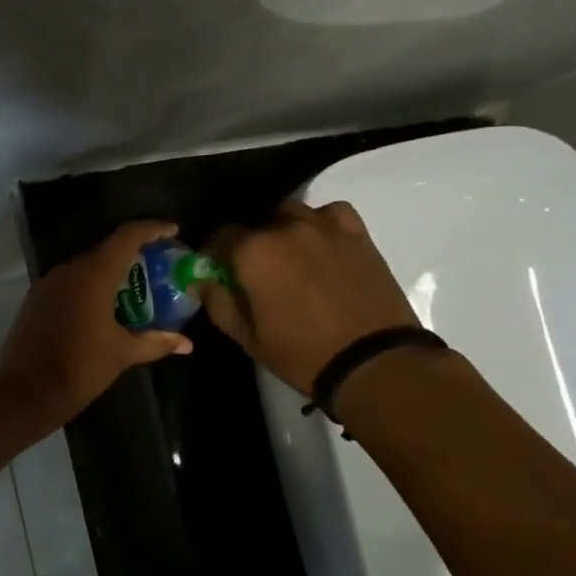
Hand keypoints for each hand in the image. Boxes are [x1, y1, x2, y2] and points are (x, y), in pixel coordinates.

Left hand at [0, 221, 193, 424]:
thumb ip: (155, 342)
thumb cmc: (80, 367)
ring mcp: (49, 283)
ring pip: (86, 266)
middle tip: (157, 267)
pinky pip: (70, 282)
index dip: (152, 229)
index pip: (127, 236)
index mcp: (93, 274)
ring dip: (110, 272)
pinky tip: (103, 306)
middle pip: (106, 249)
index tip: (173, 231)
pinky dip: (90, 286)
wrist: (25, 390)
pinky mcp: (36, 299)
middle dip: (133, 254)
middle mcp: (69, 270)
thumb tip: (186, 343)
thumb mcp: (122, 354)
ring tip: (133, 289)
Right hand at [202, 201, 417, 396]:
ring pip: (291, 213)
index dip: (216, 255)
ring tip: (289, 257)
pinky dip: (321, 222)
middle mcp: (285, 229)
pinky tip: (321, 243)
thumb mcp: (248, 338)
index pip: (221, 237)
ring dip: (283, 230)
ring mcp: (324, 228)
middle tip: (256, 273)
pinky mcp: (357, 235)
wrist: (374, 362)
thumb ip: (219, 303)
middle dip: (250, 245)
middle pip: (256, 225)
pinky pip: (331, 212)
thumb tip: (201, 281)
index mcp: (253, 253)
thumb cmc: (302, 354)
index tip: (219, 272)